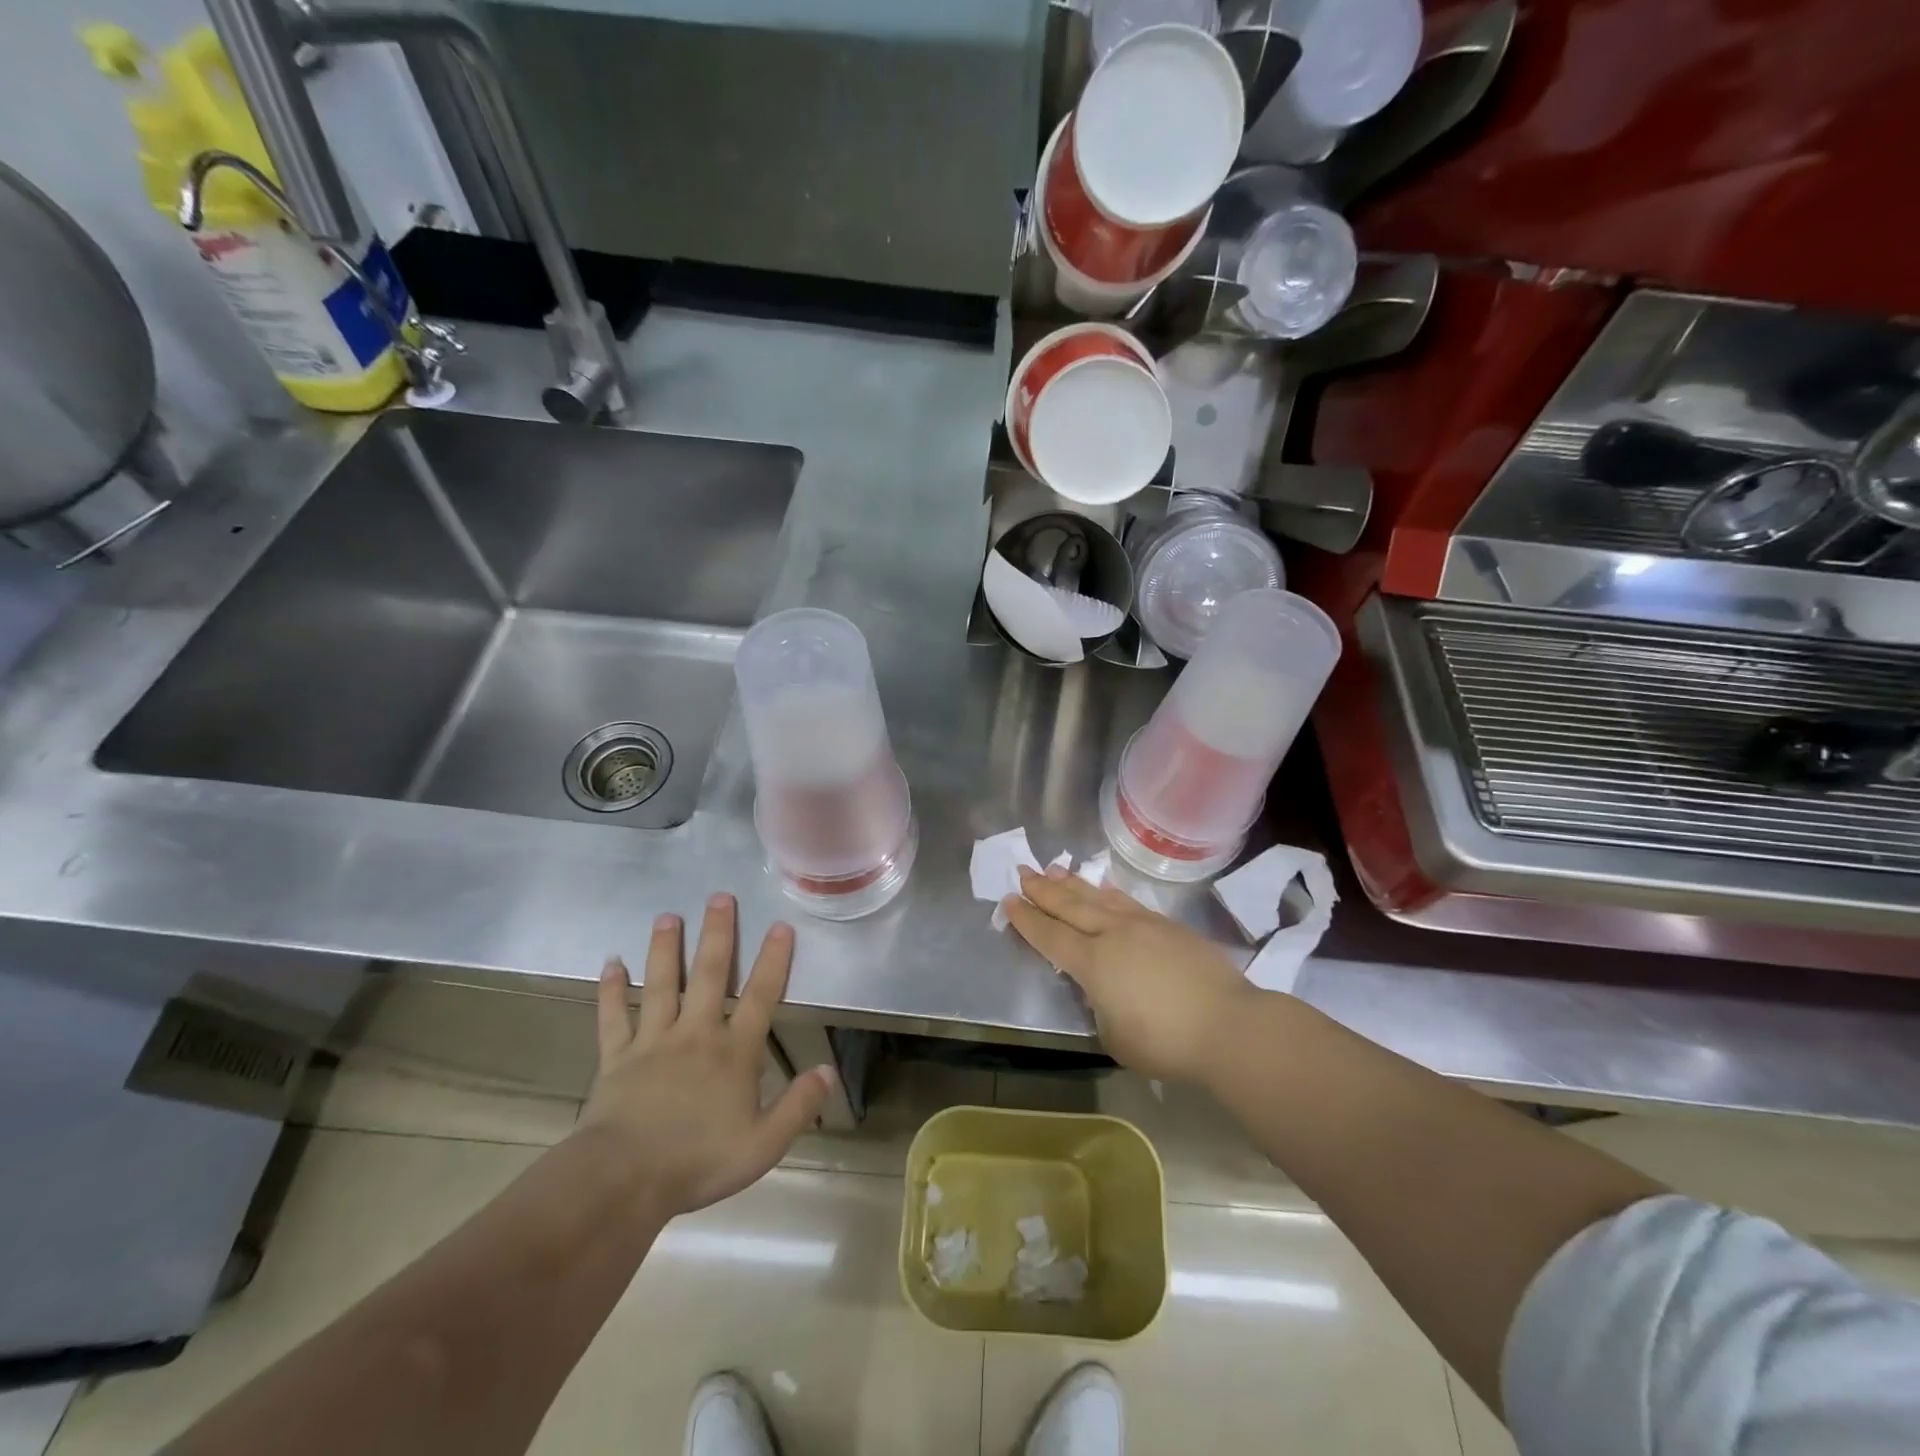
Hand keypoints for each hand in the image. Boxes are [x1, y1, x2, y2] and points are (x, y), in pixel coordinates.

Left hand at [578, 893, 834, 1216]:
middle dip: (717, 934)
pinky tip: (611, 963)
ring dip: (665, 948)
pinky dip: (612, 989)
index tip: (780, 926)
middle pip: (708, 974)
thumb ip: (798, 1106)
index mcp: (734, 1051)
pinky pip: (613, 1016)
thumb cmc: (698, 1162)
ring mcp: (653, 1041)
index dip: (774, 960)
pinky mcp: (617, 1056)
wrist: (623, 1180)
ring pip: (661, 984)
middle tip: (719, 897)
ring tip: (668, 916)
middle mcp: (696, 1033)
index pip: (760, 996)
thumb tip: (828, 1071)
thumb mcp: (763, 1144)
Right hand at [1003, 865, 1256, 1082]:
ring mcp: (1142, 925)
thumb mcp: (1116, 1037)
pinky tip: (1102, 886)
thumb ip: (1100, 1008)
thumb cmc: (1166, 1042)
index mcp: (1093, 963)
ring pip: (1098, 897)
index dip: (1027, 920)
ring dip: (1073, 883)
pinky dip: (1108, 891)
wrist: (1228, 1025)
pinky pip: (1127, 901)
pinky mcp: (1168, 926)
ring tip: (1054, 869)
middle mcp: (1113, 934)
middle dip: (1043, 890)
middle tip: (1023, 871)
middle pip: (1070, 906)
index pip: (1050, 936)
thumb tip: (1103, 992)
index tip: (1009, 900)